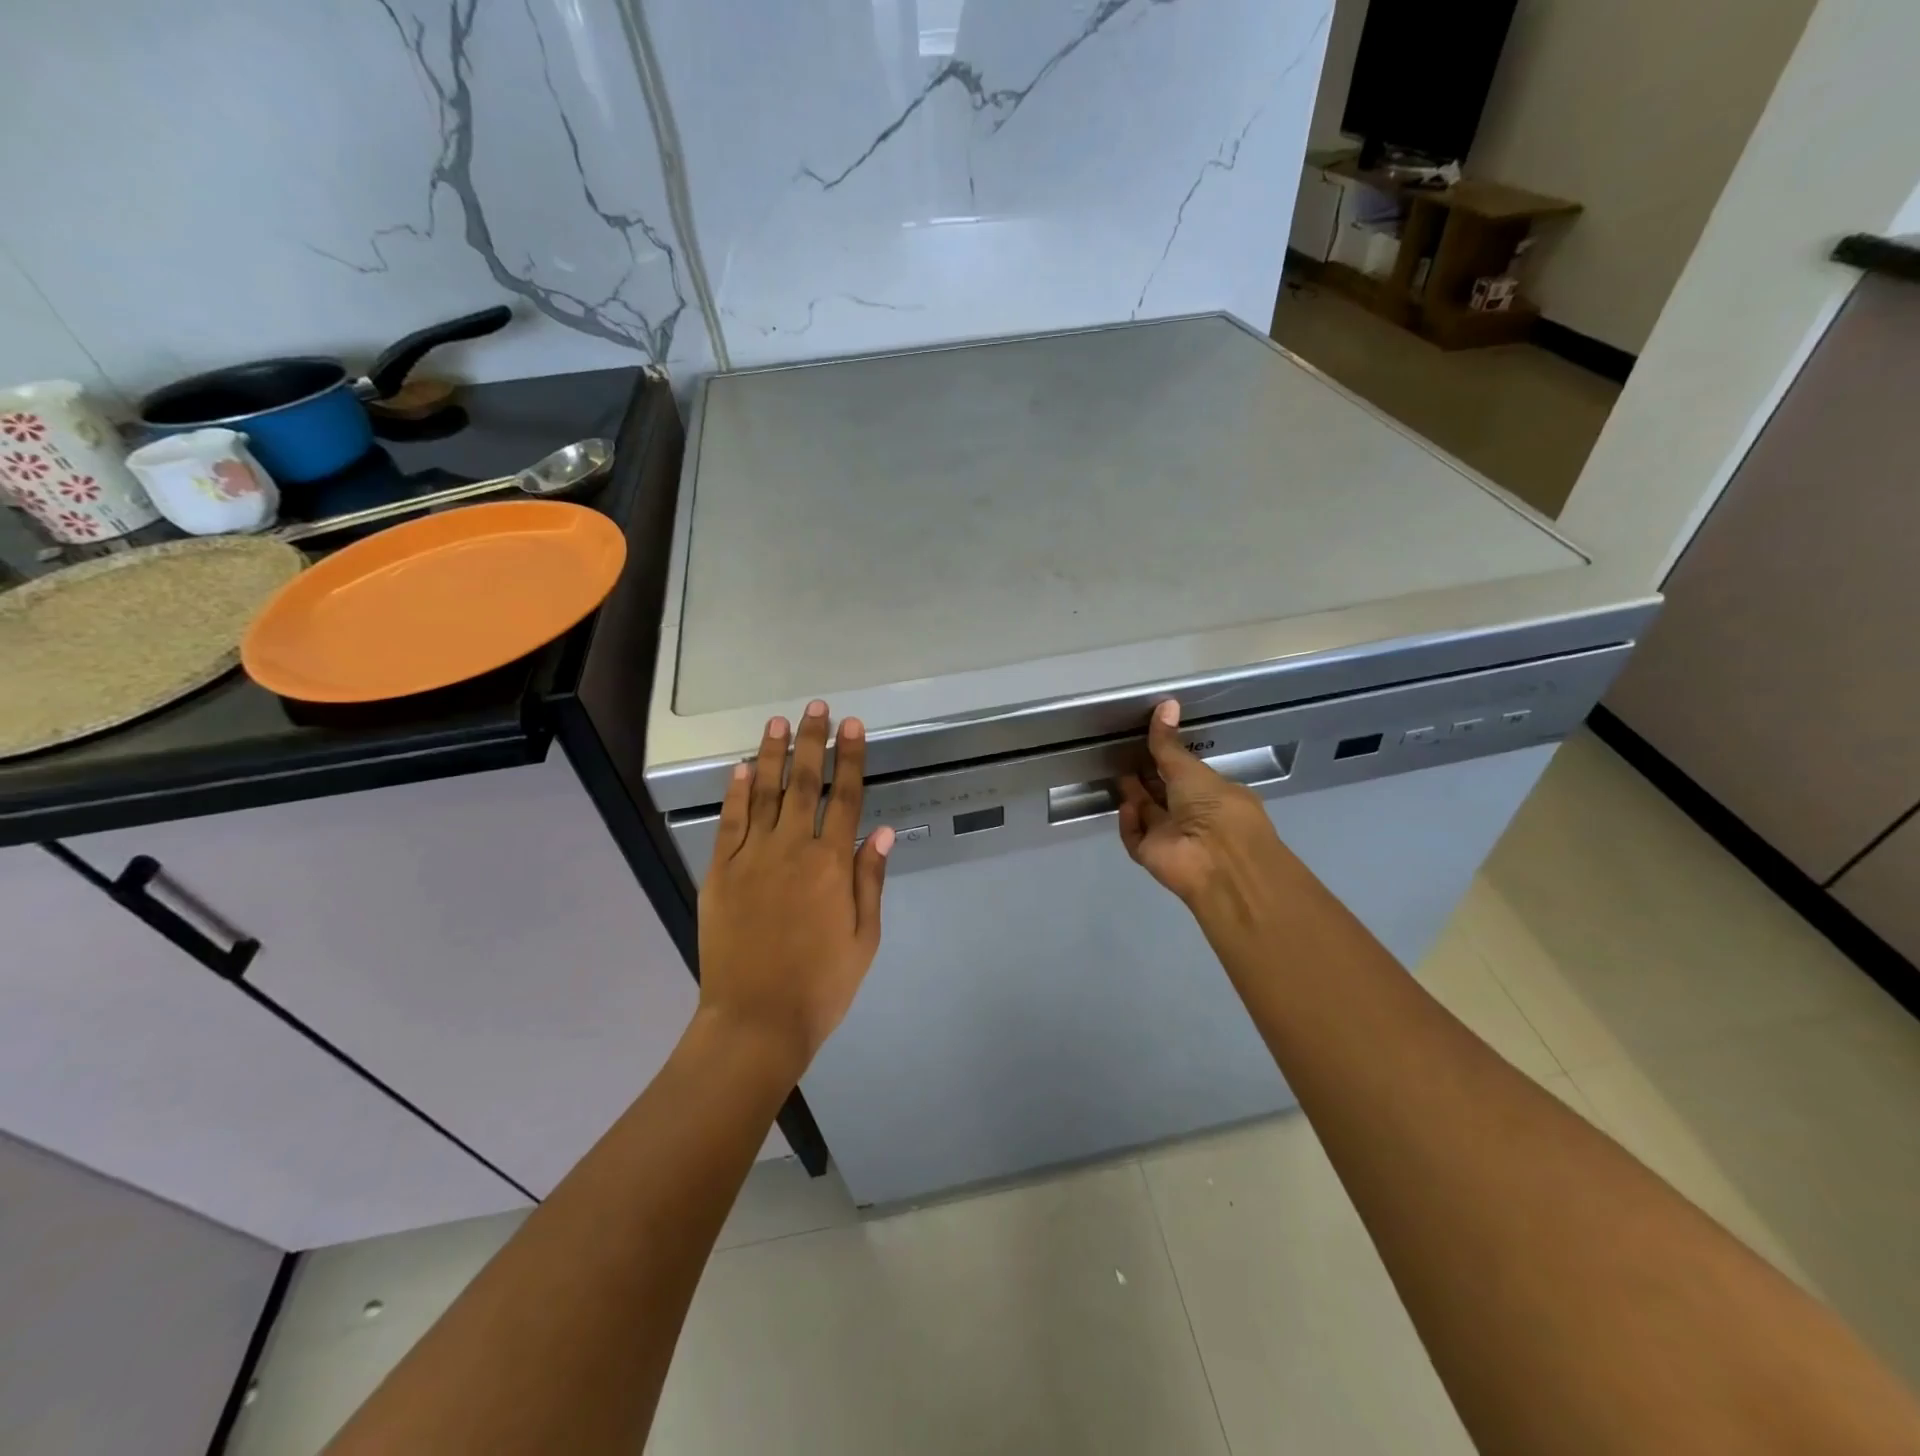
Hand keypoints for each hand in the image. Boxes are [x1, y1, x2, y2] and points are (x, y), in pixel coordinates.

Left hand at [698, 700, 893, 1078]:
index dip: (850, 758)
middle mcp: (791, 849)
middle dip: (812, 742)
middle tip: (815, 708)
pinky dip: (734, 792)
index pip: (844, 797)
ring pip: (763, 792)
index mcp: (831, 864)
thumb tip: (879, 831)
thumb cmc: (822, 984)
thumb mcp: (864, 937)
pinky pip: (729, 822)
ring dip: (771, 754)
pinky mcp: (720, 872)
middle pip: (803, 783)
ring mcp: (751, 857)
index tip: (853, 727)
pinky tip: (739, 769)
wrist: (756, 1019)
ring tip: (777, 723)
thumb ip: (870, 879)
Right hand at [1117, 700, 1297, 915]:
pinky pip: (1134, 835)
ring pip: (1147, 814)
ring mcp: (1172, 838)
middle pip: (1163, 795)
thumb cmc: (1215, 809)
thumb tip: (1166, 703)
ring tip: (1118, 772)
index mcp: (1214, 796)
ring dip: (1134, 796)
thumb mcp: (1190, 769)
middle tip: (1125, 754)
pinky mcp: (1151, 855)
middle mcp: (1193, 817)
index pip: (1185, 776)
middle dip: (1146, 777)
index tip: (1148, 742)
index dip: (1167, 761)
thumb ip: (1169, 743)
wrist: (1217, 862)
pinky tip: (1126, 806)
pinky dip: (1128, 821)